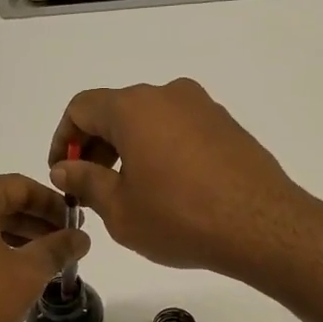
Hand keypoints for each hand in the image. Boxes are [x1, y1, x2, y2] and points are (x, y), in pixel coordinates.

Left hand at [0, 174, 90, 321]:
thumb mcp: (26, 273)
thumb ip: (57, 250)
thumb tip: (81, 238)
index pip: (19, 186)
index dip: (53, 203)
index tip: (76, 223)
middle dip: (35, 224)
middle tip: (65, 245)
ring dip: (15, 240)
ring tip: (44, 263)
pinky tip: (11, 277)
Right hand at [47, 78, 314, 278]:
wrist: (260, 226)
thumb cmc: (179, 219)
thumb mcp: (120, 210)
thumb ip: (86, 182)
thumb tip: (65, 167)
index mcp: (134, 108)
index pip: (81, 108)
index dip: (64, 140)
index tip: (62, 173)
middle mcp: (168, 95)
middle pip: (116, 111)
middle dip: (96, 147)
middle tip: (89, 188)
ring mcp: (203, 108)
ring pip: (150, 121)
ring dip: (128, 150)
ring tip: (128, 193)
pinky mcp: (227, 126)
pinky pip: (179, 131)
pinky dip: (160, 151)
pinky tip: (166, 190)